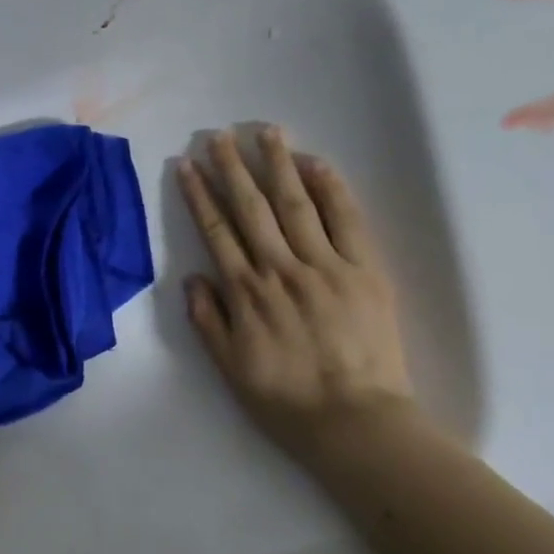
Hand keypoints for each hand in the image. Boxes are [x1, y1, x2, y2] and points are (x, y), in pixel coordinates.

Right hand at [177, 127, 416, 462]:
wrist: (355, 421)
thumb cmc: (285, 399)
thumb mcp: (229, 368)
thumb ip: (208, 320)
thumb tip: (193, 278)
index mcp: (246, 293)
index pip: (217, 232)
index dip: (199, 197)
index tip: (188, 167)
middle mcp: (281, 269)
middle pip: (252, 209)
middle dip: (233, 169)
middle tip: (219, 135)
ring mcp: (326, 267)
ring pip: (296, 205)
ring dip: (278, 165)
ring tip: (265, 132)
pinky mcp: (366, 271)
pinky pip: (347, 221)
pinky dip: (331, 189)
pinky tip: (315, 164)